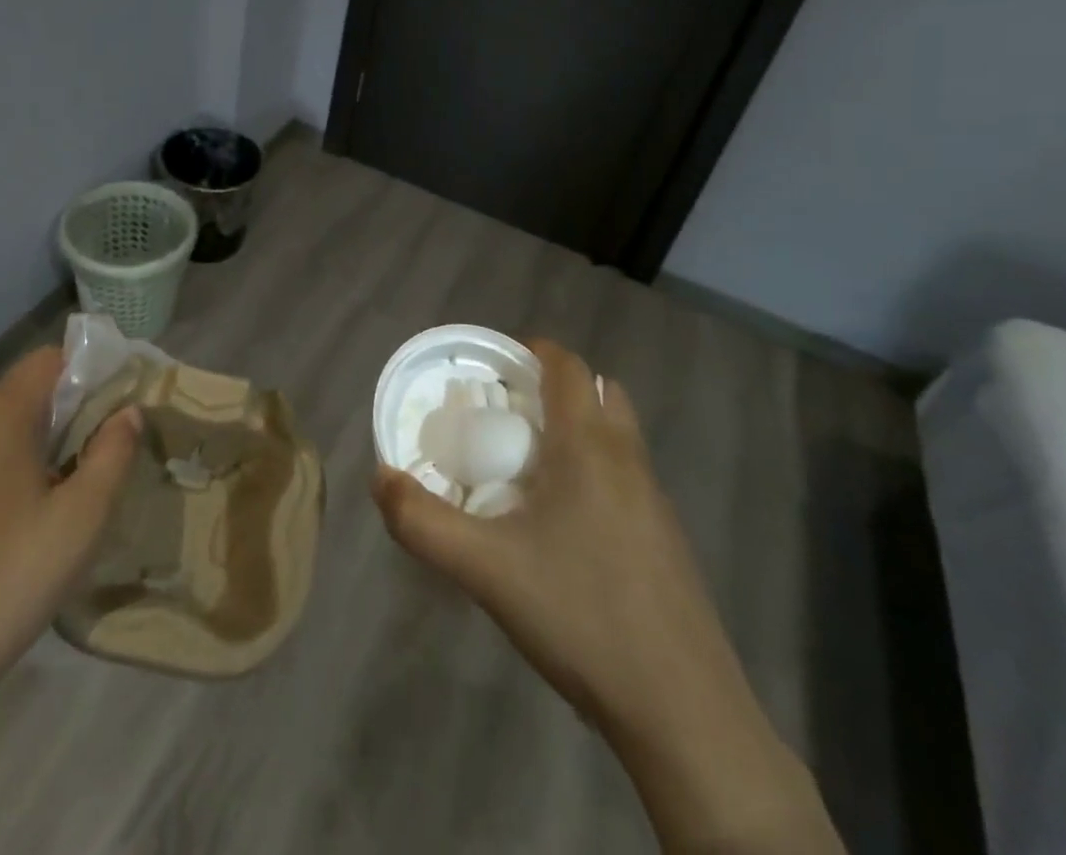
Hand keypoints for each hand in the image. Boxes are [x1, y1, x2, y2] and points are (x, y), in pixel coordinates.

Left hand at [0, 346, 139, 706]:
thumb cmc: (8, 581)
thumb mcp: (83, 519)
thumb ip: (113, 453)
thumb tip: (127, 411)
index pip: (51, 358)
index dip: (90, 372)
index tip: (116, 411)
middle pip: (25, 389)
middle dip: (68, 410)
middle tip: (97, 457)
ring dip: (37, 440)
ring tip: (61, 491)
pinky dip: (4, 465)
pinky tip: (14, 521)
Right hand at [373, 340, 841, 853]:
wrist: (684, 714)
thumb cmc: (580, 616)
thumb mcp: (484, 569)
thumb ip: (422, 521)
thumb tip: (382, 477)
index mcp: (589, 447)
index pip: (567, 367)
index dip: (532, 351)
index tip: (494, 366)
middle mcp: (628, 460)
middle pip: (598, 392)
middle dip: (555, 388)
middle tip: (508, 413)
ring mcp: (656, 502)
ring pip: (617, 436)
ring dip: (578, 429)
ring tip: (529, 467)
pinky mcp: (668, 542)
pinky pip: (628, 477)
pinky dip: (595, 471)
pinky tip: (564, 526)